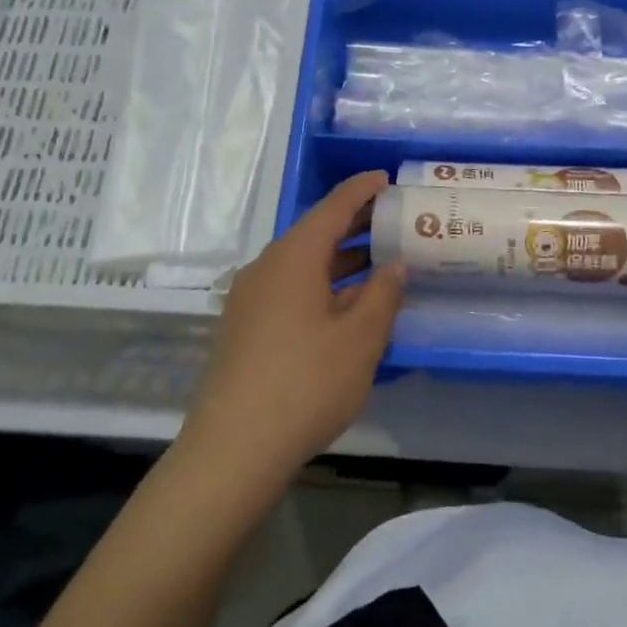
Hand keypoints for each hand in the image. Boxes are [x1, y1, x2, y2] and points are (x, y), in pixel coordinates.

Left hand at [180, 171, 405, 492]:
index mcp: (293, 258)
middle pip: (314, 233)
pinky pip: (289, 289)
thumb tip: (393, 265)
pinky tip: (344, 307)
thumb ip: (382, 295)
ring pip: (301, 265)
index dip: (361, 190)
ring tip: (378, 263)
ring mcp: (250, 299)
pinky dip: (321, 286)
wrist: (234, 448)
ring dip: (339, 260)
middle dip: (353, 225)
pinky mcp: (244, 328)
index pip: (332, 208)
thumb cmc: (306, 384)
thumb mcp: (360, 339)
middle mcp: (266, 268)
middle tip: (392, 220)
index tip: (385, 177)